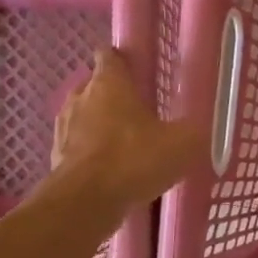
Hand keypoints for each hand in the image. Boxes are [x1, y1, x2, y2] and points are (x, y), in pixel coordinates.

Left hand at [51, 49, 205, 211]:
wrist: (86, 202)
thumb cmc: (134, 160)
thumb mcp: (181, 144)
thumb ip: (193, 131)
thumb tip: (202, 128)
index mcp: (109, 83)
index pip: (110, 55)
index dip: (124, 61)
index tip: (140, 72)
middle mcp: (81, 97)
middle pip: (95, 86)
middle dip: (113, 95)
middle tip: (139, 113)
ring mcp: (64, 127)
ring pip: (83, 116)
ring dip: (99, 125)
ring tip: (124, 143)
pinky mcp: (56, 157)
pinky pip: (77, 147)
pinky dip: (90, 153)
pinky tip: (109, 170)